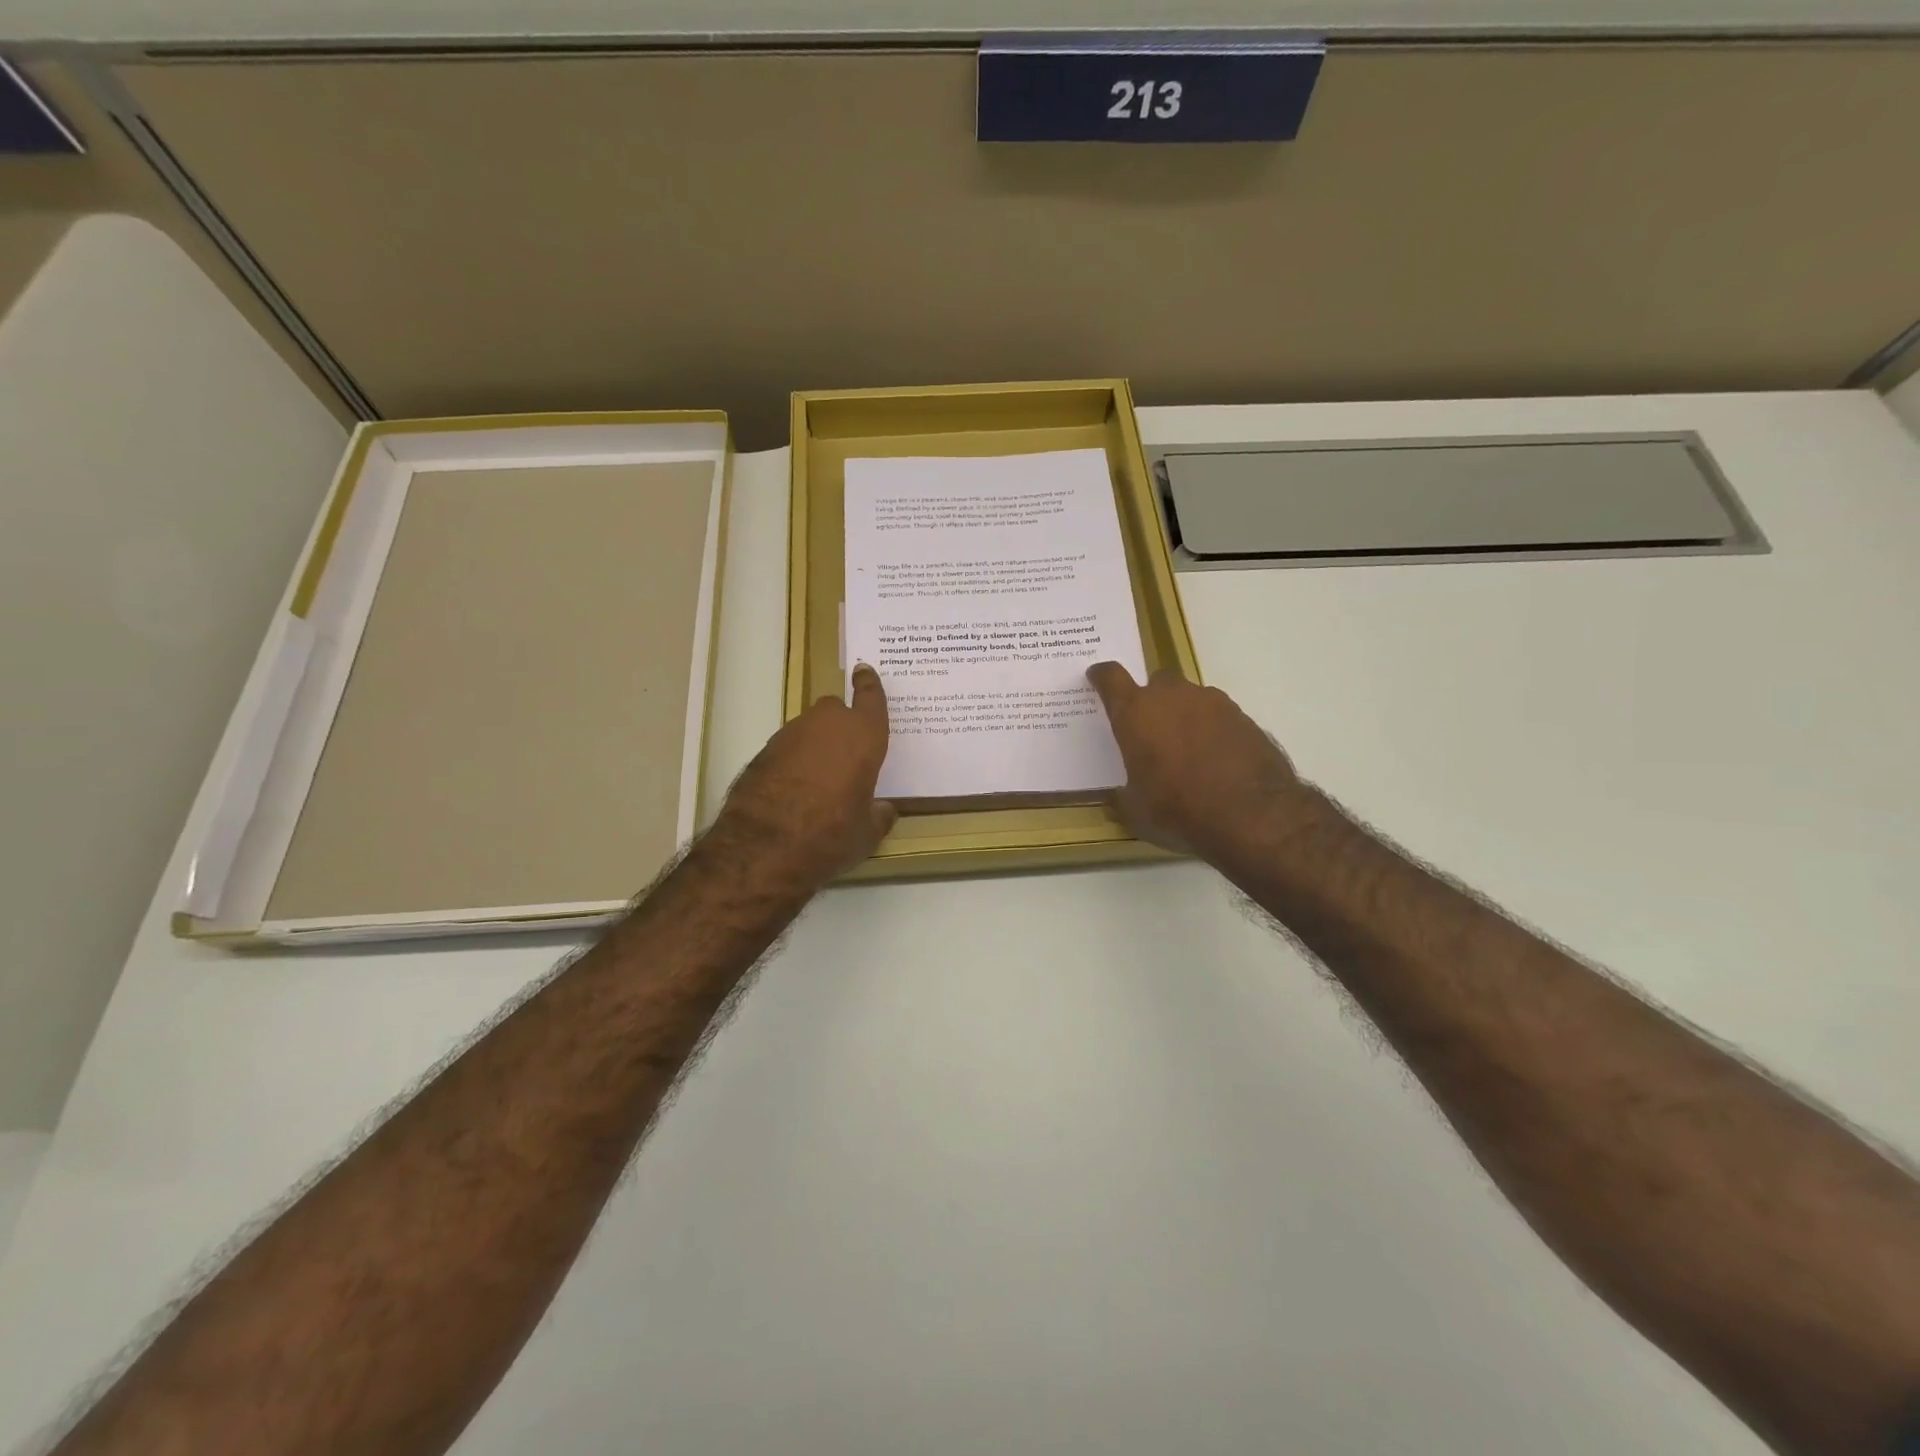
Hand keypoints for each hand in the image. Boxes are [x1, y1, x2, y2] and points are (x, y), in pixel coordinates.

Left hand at [714, 664, 896, 890]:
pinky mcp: (763, 752)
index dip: (869, 684)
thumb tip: (883, 809)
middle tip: (848, 753)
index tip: (865, 671)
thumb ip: (879, 814)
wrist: (763, 846)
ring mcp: (790, 735)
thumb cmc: (831, 834)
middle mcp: (827, 725)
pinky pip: (788, 749)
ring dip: (816, 745)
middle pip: (836, 710)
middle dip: (842, 723)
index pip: (870, 698)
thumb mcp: (867, 833)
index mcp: (862, 735)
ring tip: (820, 780)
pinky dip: (794, 761)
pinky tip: (794, 790)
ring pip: (809, 729)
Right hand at [1087, 662, 1306, 859]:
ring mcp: (1212, 702)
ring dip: (1184, 715)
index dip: (1102, 676)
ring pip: (1190, 698)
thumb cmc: (1179, 810)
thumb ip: (1124, 794)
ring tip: (1186, 750)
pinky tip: (1215, 759)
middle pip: (1156, 683)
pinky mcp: (1243, 717)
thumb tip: (1120, 794)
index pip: (1111, 678)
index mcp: (1136, 713)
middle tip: (1149, 729)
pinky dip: (1212, 730)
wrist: (1252, 814)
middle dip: (1150, 699)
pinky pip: (1218, 716)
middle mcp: (1172, 697)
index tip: (1097, 677)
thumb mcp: (1136, 811)